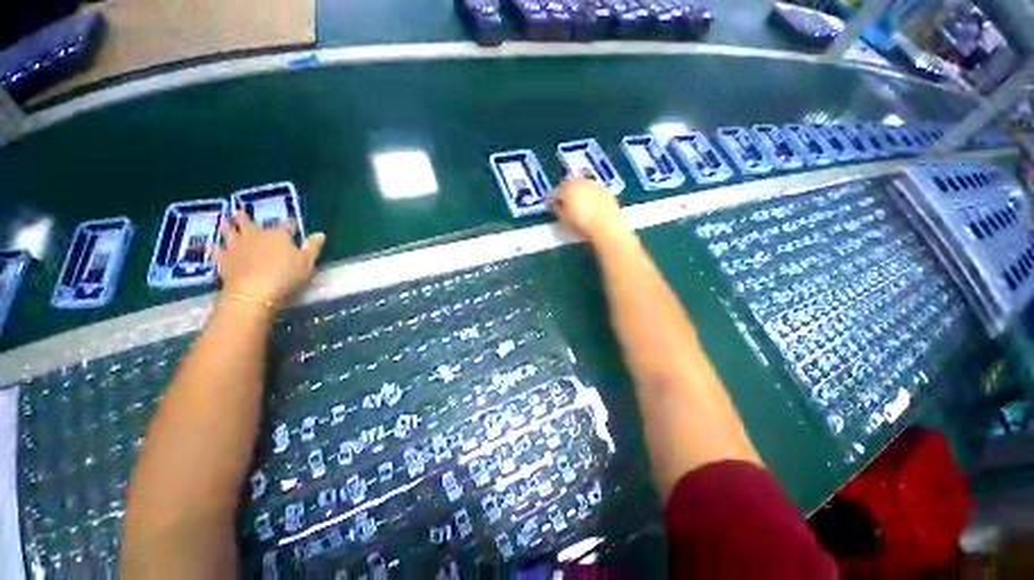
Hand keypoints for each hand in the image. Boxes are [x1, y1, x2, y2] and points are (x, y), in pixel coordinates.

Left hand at [215, 210, 325, 307]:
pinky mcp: (223, 259)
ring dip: (227, 226)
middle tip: (240, 211)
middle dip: (246, 217)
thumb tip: (320, 233)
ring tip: (223, 220)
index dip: (288, 223)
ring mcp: (236, 246)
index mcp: (278, 235)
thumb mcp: (307, 262)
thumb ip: (312, 247)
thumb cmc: (286, 276)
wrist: (254, 293)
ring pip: (229, 232)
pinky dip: (214, 246)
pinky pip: (217, 250)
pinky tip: (211, 244)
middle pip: (249, 223)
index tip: (289, 221)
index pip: (285, 224)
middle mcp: (255, 235)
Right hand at [548, 177, 628, 243]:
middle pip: (569, 182)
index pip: (555, 191)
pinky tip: (590, 203)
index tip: (549, 203)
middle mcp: (581, 182)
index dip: (551, 198)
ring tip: (577, 200)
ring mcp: (594, 185)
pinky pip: (593, 189)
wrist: (606, 226)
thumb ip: (558, 210)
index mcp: (567, 189)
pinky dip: (589, 194)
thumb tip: (555, 206)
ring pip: (582, 184)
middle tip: (563, 199)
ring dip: (578, 190)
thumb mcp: (565, 220)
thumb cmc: (581, 224)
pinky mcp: (606, 190)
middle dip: (564, 189)